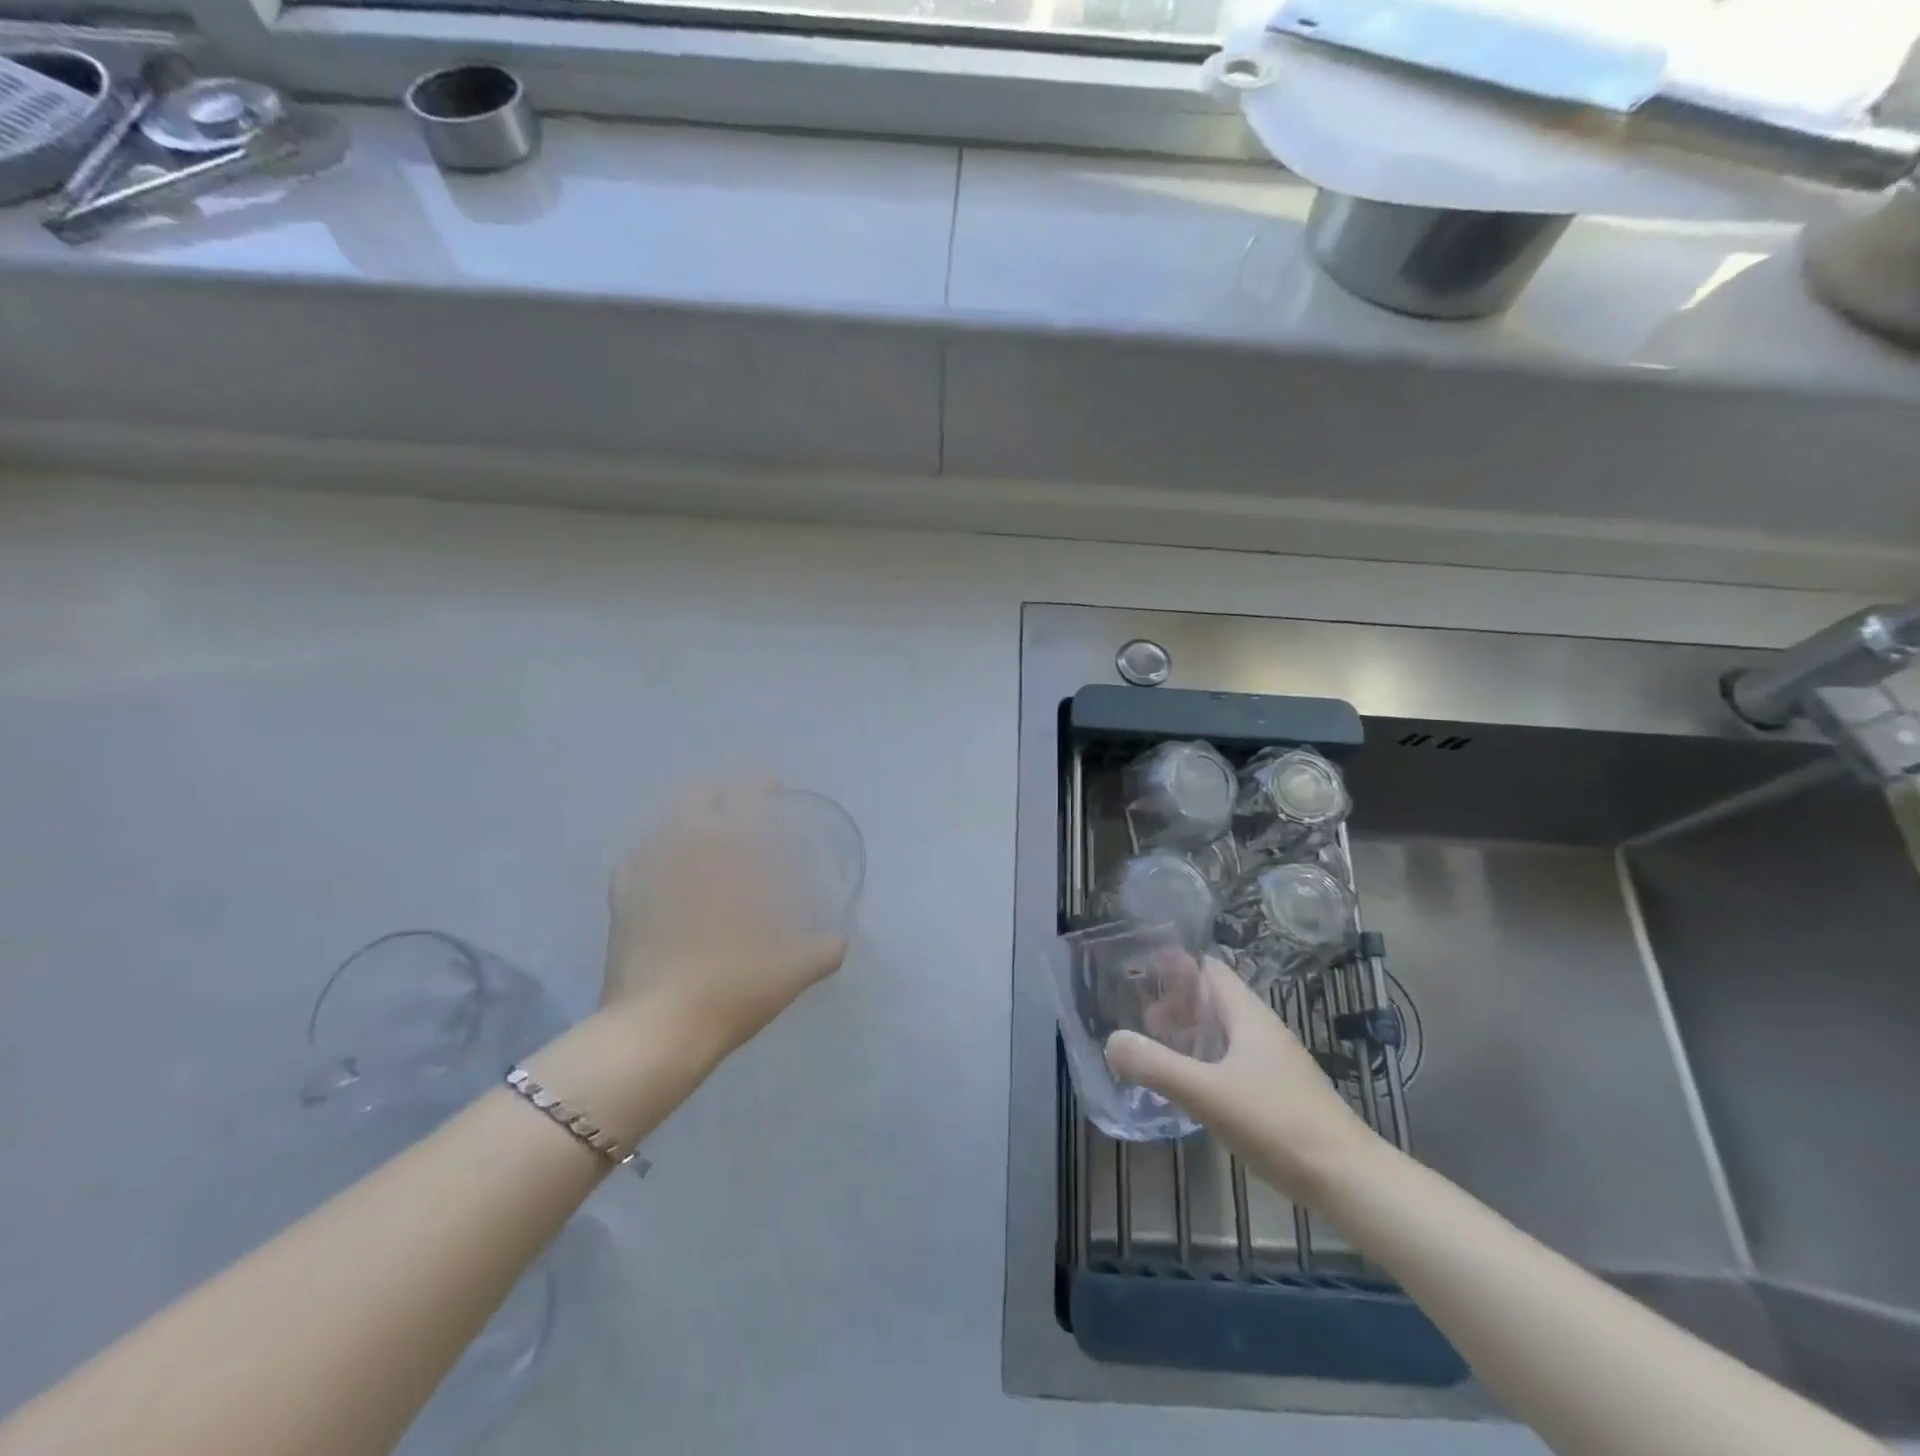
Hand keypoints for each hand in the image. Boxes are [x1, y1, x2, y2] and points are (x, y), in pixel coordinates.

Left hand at [602, 785, 848, 1058]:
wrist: (656, 1029)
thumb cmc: (730, 989)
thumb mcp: (791, 973)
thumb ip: (822, 951)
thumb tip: (840, 942)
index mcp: (727, 859)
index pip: (742, 802)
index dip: (759, 789)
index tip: (774, 791)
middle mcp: (683, 854)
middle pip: (697, 800)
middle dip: (722, 796)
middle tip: (744, 811)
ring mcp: (646, 875)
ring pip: (666, 826)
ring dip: (689, 822)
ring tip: (707, 838)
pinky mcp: (622, 902)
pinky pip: (638, 860)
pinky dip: (656, 853)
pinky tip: (664, 869)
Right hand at [1105, 957, 1379, 1204]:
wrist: (1350, 1181)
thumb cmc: (1278, 1124)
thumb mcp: (1207, 1094)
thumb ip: (1156, 1066)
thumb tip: (1112, 1041)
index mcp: (1248, 1016)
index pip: (1209, 969)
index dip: (1175, 965)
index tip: (1139, 971)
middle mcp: (1262, 1030)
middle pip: (1213, 999)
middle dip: (1175, 1002)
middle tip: (1139, 1019)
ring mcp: (1275, 1063)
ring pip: (1223, 1031)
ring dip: (1190, 1033)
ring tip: (1157, 1051)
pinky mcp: (1280, 1093)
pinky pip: (1232, 1060)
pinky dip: (1205, 1060)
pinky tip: (1190, 1088)